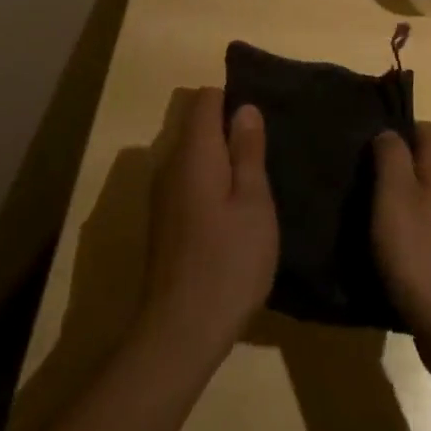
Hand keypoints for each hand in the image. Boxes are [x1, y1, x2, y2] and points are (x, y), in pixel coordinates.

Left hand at [139, 88, 277, 368]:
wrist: (180, 332)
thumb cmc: (228, 260)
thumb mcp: (253, 201)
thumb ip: (248, 150)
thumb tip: (244, 107)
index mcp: (194, 151)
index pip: (207, 99)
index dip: (234, 98)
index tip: (262, 118)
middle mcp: (171, 164)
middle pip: (198, 126)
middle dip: (230, 131)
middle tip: (267, 153)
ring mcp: (163, 195)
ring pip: (194, 157)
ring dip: (222, 161)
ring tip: (257, 183)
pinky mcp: (164, 223)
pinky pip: (189, 183)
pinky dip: (211, 185)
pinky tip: (233, 214)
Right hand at [371, 123, 430, 366]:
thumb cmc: (420, 255)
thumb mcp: (393, 197)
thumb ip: (390, 156)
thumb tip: (389, 133)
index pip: (421, 127)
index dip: (393, 134)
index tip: (366, 155)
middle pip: (427, 158)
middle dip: (397, 166)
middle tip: (365, 185)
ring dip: (406, 198)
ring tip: (375, 216)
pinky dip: (417, 224)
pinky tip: (397, 245)